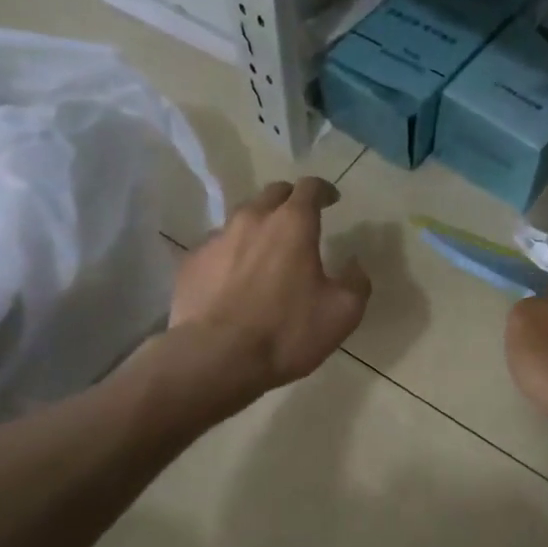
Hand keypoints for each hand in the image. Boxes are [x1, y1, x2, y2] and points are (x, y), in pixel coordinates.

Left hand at [167, 177, 370, 404]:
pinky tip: (234, 279)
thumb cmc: (286, 332)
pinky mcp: (191, 263)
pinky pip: (217, 248)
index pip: (310, 187)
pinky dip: (231, 254)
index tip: (332, 200)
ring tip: (266, 250)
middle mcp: (252, 219)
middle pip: (272, 194)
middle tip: (300, 219)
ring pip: (241, 218)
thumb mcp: (342, 313)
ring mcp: (216, 239)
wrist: (215, 359)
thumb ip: (356, 282)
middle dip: (289, 201)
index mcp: (293, 224)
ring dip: (258, 226)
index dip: (324, 190)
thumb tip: (354, 264)